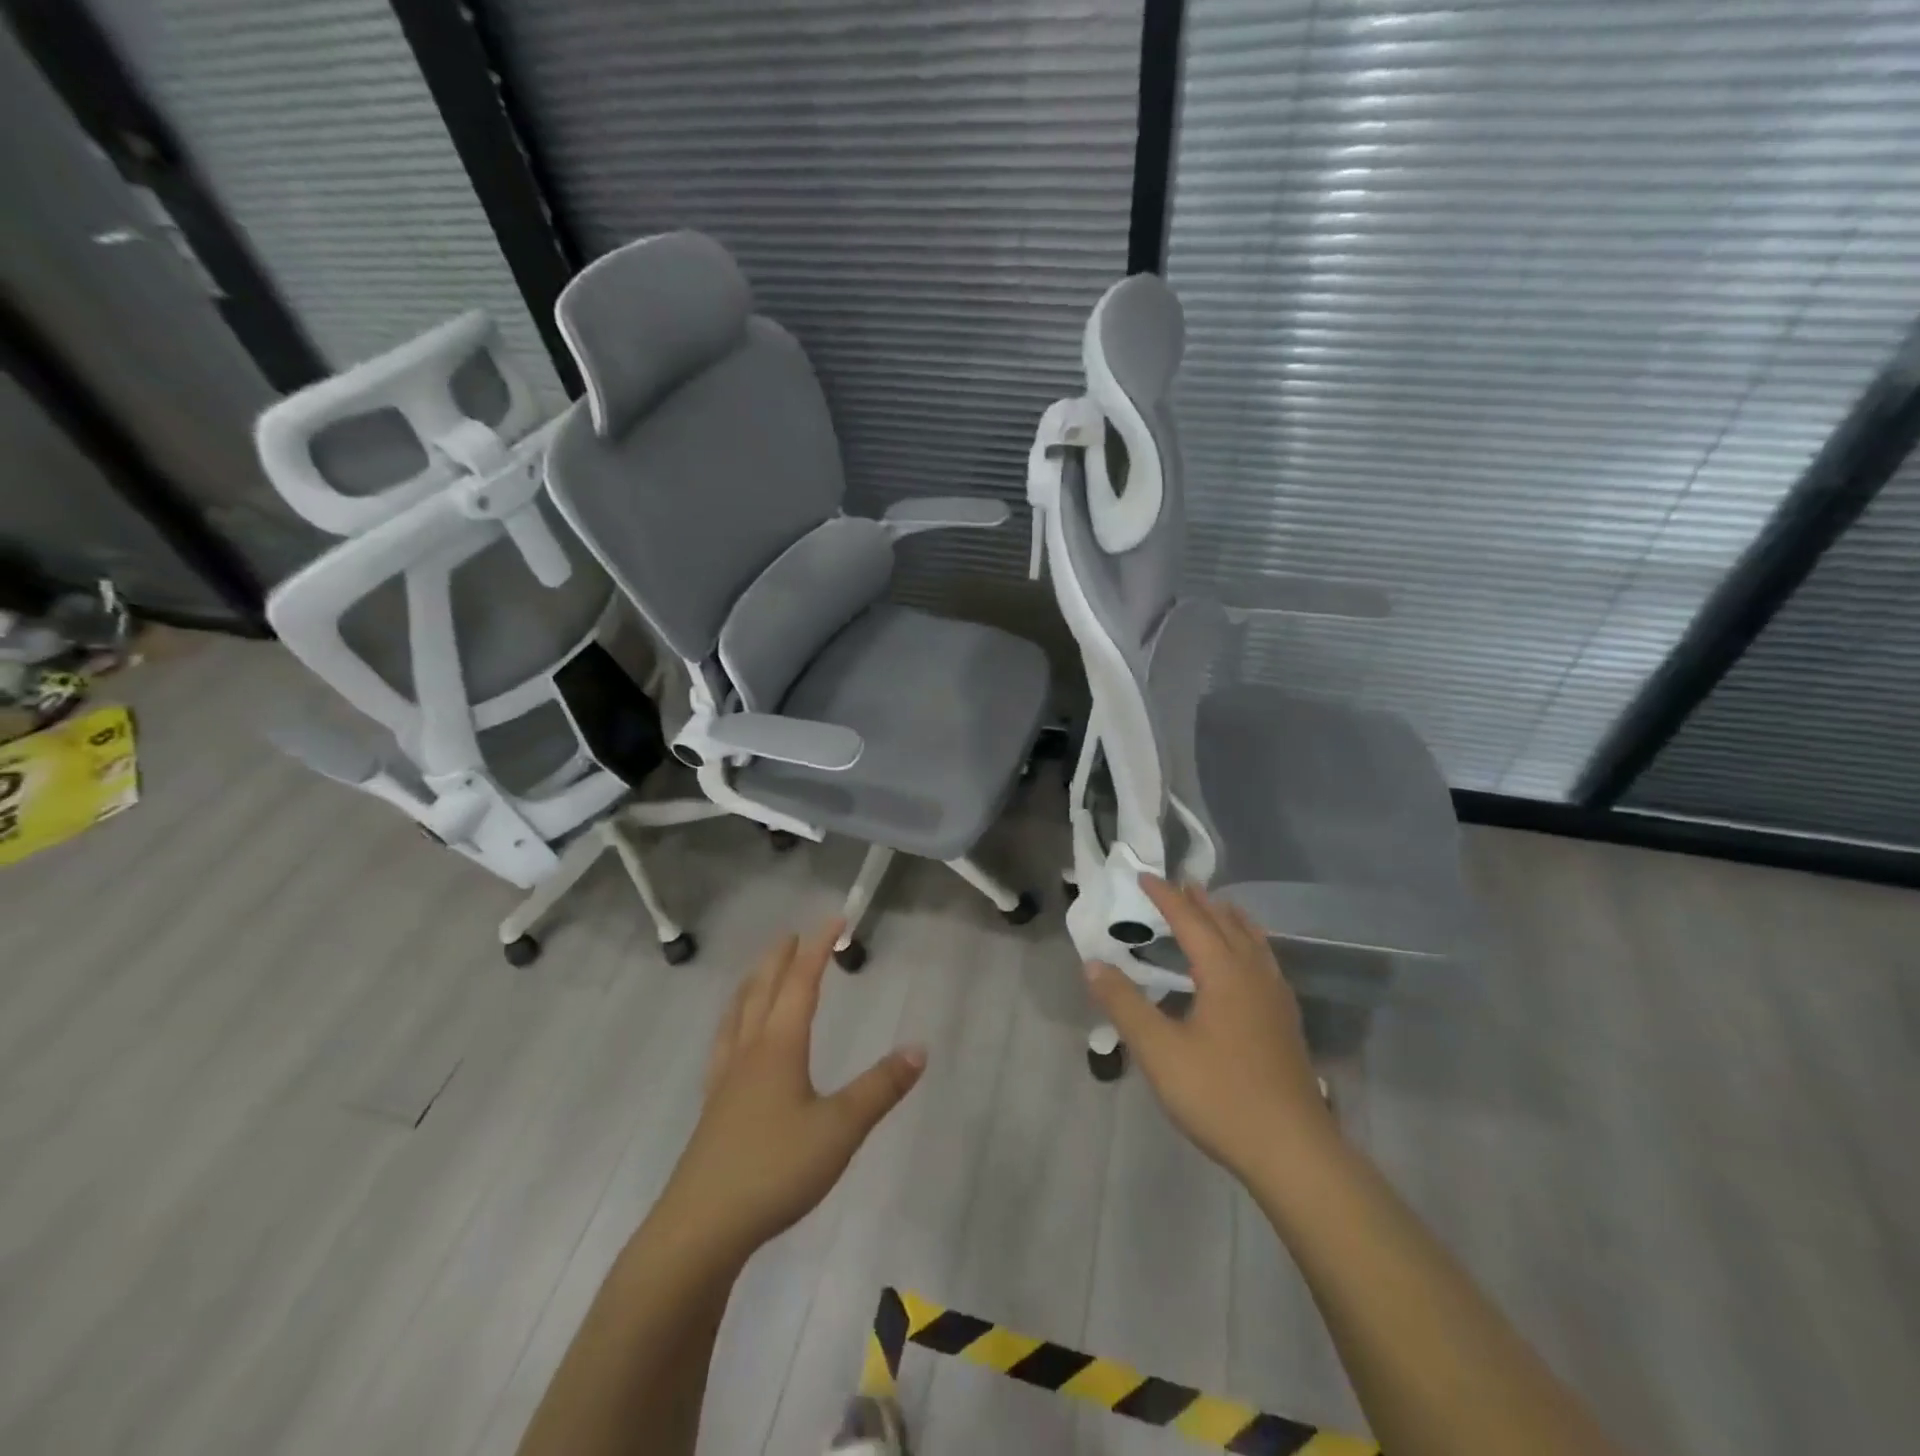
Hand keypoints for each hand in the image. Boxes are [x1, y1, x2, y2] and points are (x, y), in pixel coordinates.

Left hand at [658, 923, 925, 1261]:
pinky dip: (734, 1021)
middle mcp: (749, 1052)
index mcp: (779, 1046)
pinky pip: (724, 1043)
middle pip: (763, 990)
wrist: (701, 1228)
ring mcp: (725, 1080)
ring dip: (752, 984)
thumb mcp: (840, 1129)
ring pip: (737, 1015)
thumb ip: (880, 1088)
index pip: (801, 983)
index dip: (817, 949)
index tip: (834, 919)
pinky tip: (735, 1040)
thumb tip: (919, 1048)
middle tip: (793, 935)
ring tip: (759, 972)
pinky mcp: (714, 1108)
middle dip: (780, 959)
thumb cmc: (774, 1169)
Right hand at [1085, 876, 1331, 1179]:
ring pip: (1253, 941)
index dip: (1165, 896)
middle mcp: (1254, 975)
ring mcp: (1276, 999)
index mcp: (1224, 972)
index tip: (1144, 876)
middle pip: (1226, 924)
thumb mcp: (1159, 1050)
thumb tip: (1092, 964)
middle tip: (1179, 884)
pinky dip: (1249, 944)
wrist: (1292, 1151)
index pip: (1190, 920)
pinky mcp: (1286, 1022)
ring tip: (1217, 907)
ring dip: (1229, 919)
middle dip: (1200, 901)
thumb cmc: (1219, 1095)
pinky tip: (1247, 964)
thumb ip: (1125, 1004)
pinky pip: (1265, 962)